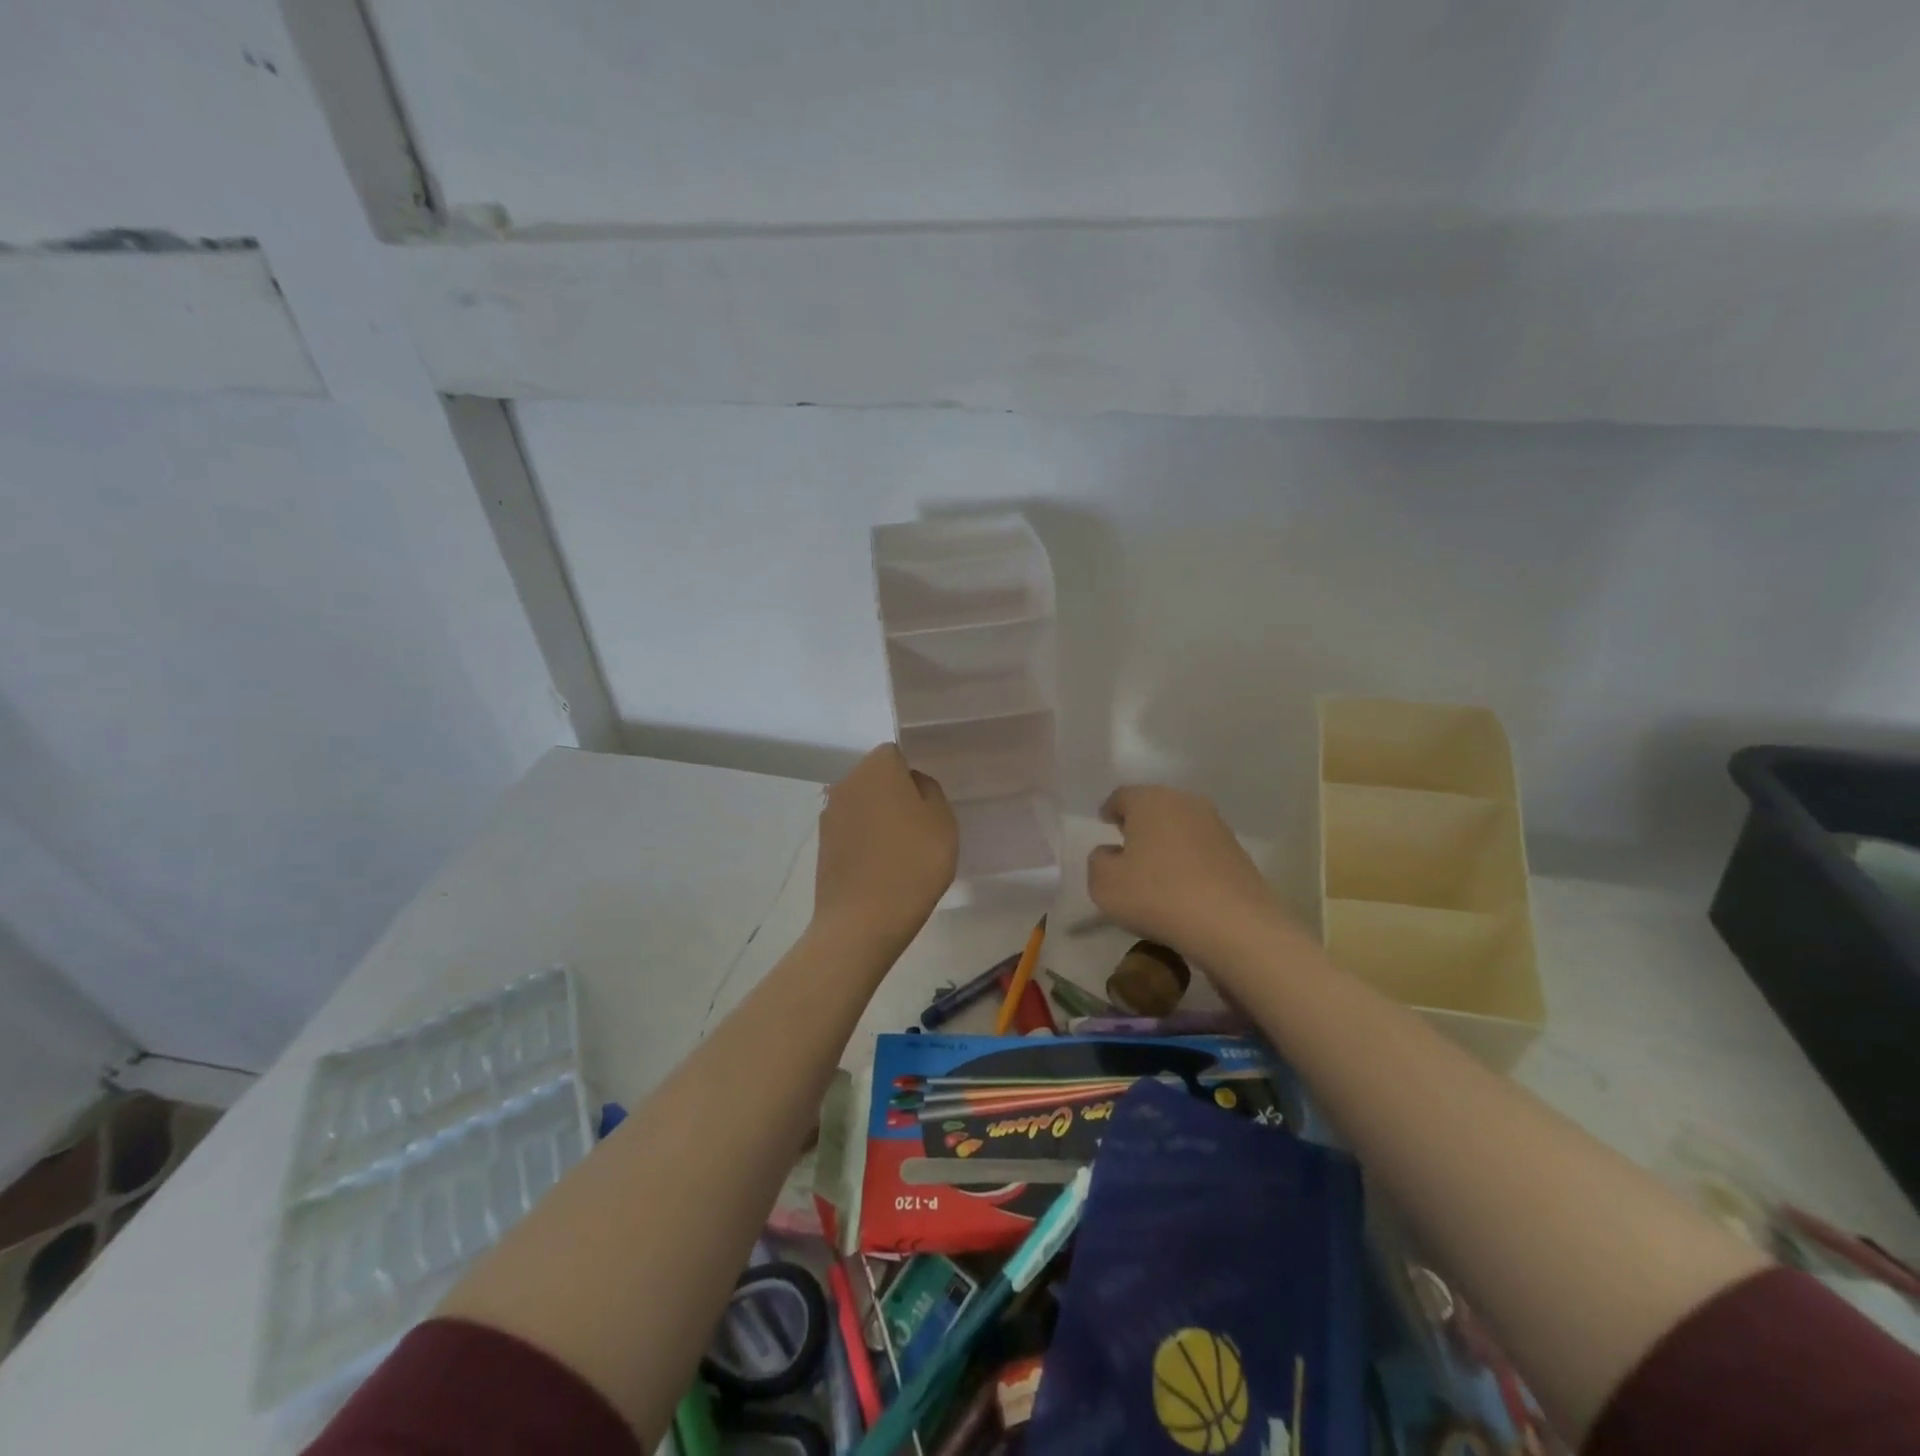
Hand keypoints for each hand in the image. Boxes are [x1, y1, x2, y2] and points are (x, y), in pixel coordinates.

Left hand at [814, 744, 957, 952]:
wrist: (862, 921)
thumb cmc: (912, 863)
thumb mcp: (943, 822)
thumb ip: (930, 792)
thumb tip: (913, 784)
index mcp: (876, 768)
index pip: (895, 753)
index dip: (914, 775)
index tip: (928, 803)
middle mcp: (846, 782)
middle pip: (876, 778)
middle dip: (896, 795)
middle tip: (920, 827)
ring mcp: (830, 815)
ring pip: (863, 805)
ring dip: (880, 819)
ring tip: (902, 852)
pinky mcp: (823, 845)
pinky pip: (852, 832)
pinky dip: (866, 842)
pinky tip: (882, 868)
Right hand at [1087, 786, 1282, 959]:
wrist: (1233, 924)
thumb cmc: (1158, 896)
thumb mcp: (1104, 884)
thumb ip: (1098, 861)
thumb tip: (1111, 853)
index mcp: (1149, 800)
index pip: (1122, 796)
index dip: (1110, 810)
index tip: (1105, 825)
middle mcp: (1184, 802)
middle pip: (1154, 806)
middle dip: (1139, 822)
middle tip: (1127, 845)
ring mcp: (1216, 825)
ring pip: (1180, 825)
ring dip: (1166, 840)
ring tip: (1155, 867)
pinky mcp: (1237, 851)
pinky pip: (1201, 848)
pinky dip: (1188, 859)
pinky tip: (1183, 883)